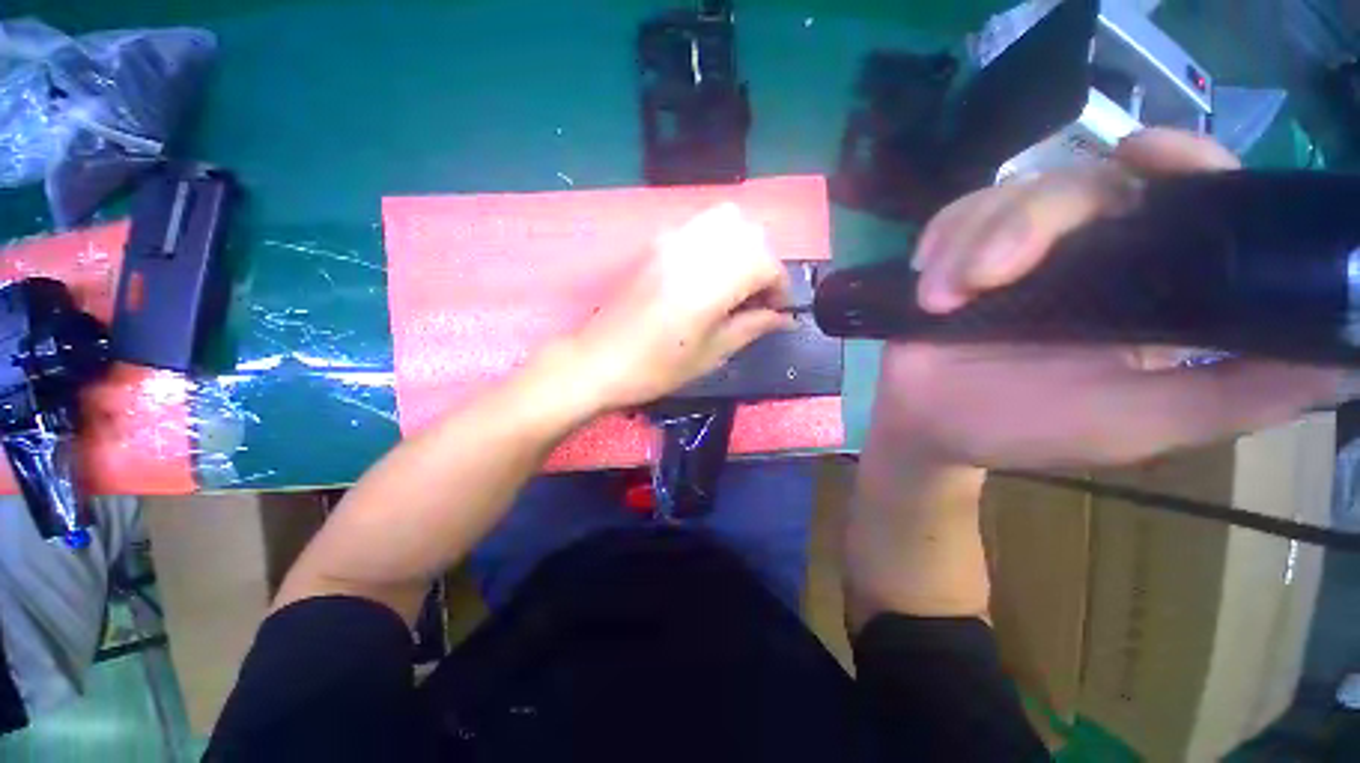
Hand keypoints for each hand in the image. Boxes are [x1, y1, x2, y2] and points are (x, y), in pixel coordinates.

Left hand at [568, 203, 792, 410]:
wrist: (599, 361)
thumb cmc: (657, 367)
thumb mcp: (712, 353)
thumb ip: (752, 327)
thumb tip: (784, 318)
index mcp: (710, 281)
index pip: (766, 263)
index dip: (780, 287)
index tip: (776, 312)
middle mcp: (694, 249)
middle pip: (751, 234)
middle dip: (765, 264)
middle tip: (757, 298)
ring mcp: (672, 239)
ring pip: (727, 220)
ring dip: (743, 247)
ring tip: (736, 283)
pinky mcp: (657, 242)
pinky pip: (700, 225)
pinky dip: (719, 241)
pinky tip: (710, 273)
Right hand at [873, 128, 1340, 469]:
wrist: (927, 424)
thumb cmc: (1023, 428)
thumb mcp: (1142, 423)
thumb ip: (1241, 393)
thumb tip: (1347, 358)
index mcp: (1144, 288)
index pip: (1182, 198)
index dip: (1178, 162)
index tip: (1142, 154)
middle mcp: (1086, 255)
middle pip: (1077, 188)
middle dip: (1024, 225)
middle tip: (985, 279)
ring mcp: (1015, 253)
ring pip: (1005, 199)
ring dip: (967, 244)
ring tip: (940, 298)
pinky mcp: (958, 257)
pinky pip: (953, 218)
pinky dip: (940, 239)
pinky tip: (927, 277)